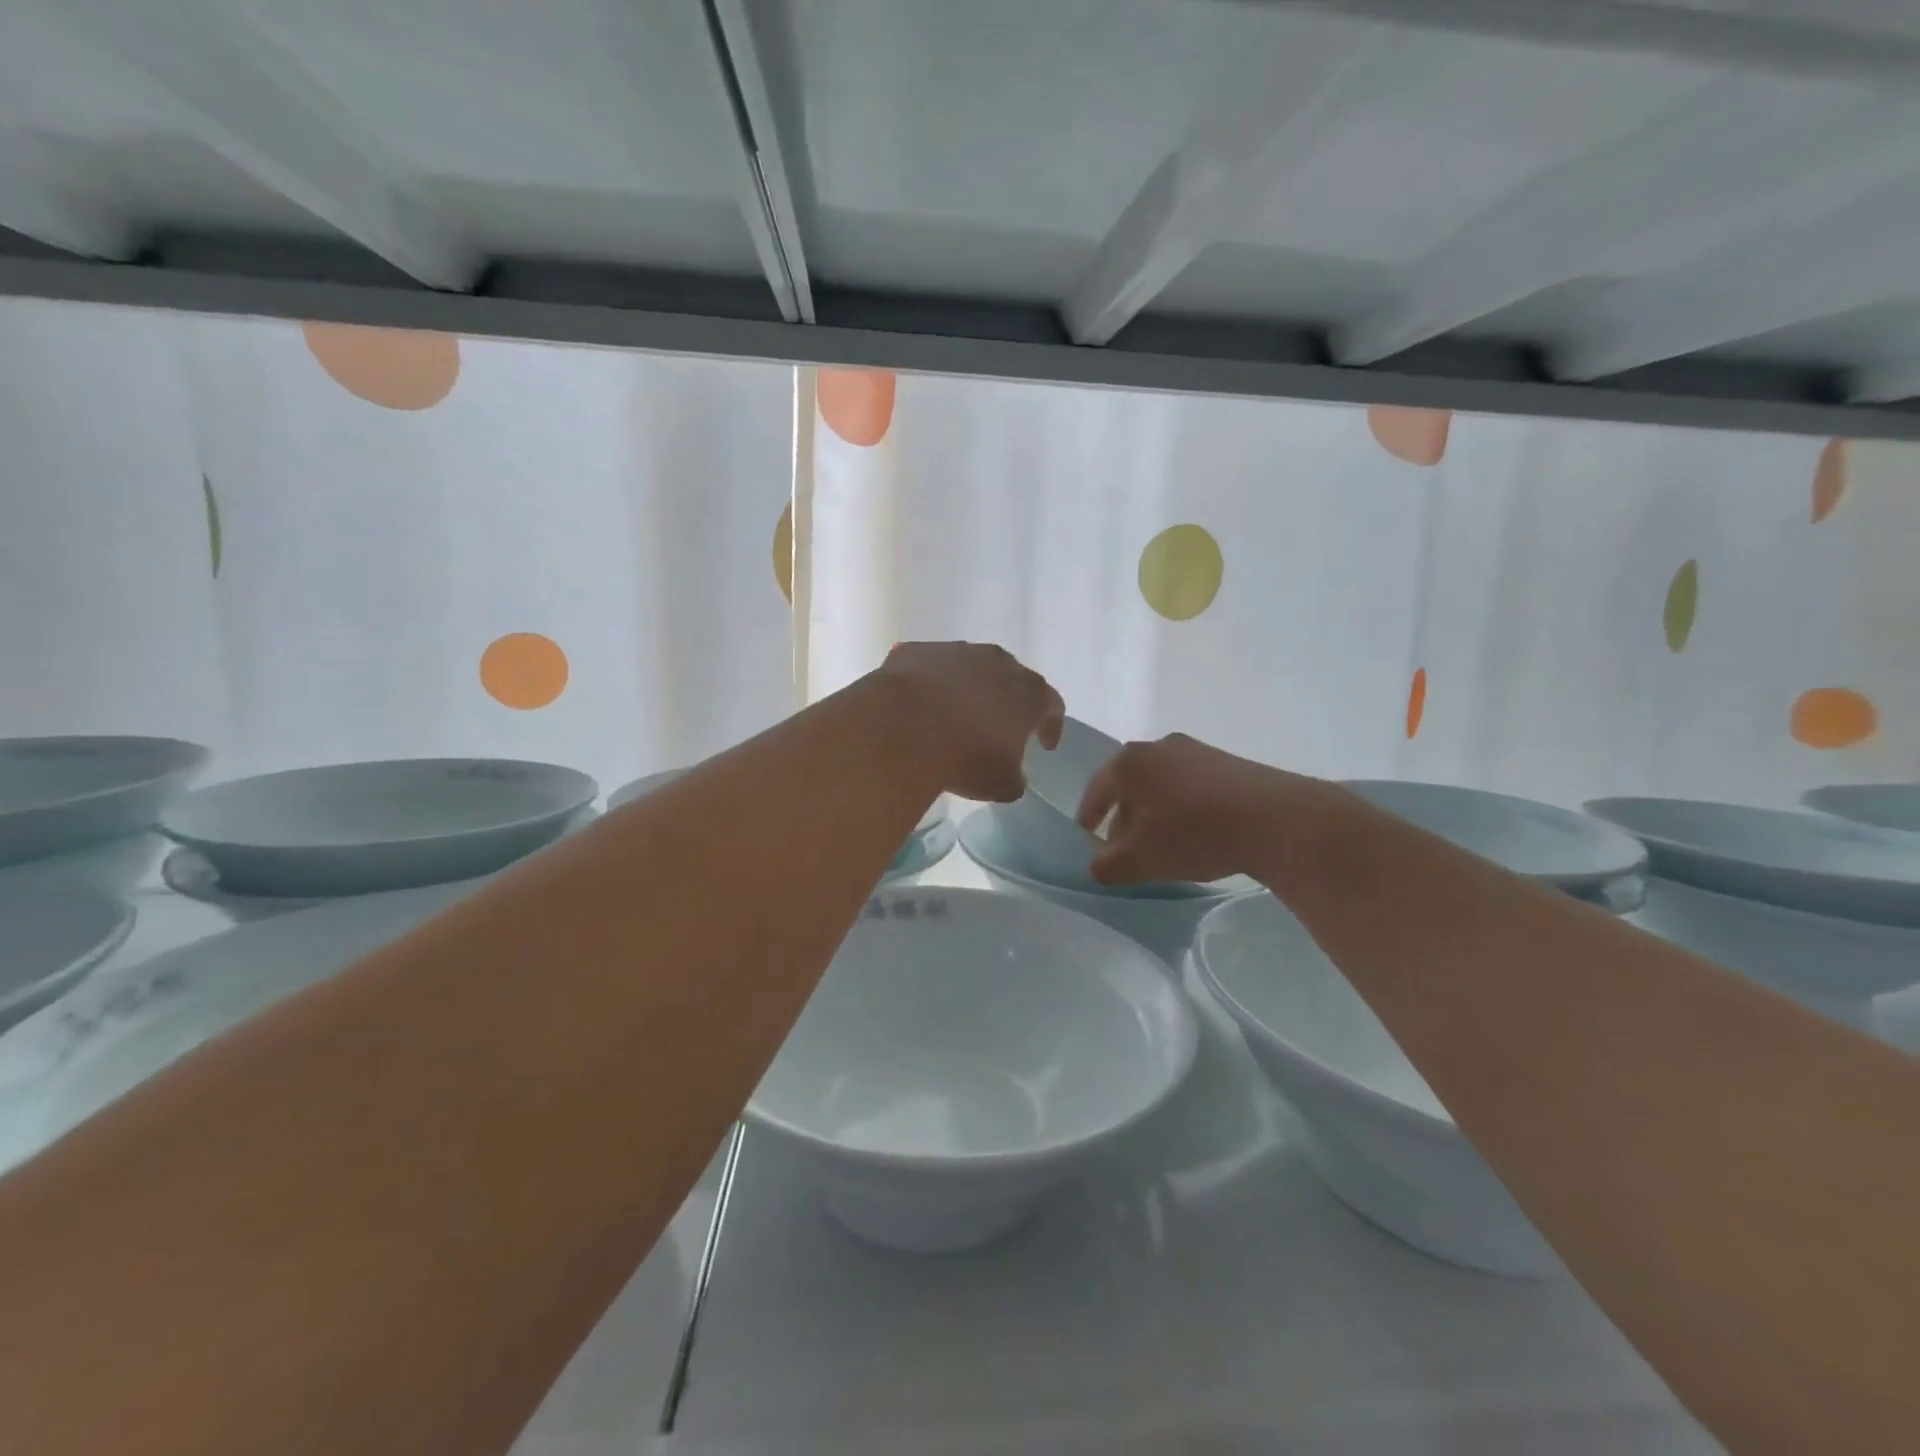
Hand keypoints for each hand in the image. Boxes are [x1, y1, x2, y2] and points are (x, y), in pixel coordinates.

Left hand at [875, 642, 1064, 802]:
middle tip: (1000, 727)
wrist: (902, 728)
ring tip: (956, 715)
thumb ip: (1015, 778)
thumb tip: (1012, 776)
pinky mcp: (918, 651)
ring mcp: (956, 651)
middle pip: (1012, 679)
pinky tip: (920, 705)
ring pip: (971, 668)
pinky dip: (931, 683)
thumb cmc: (965, 757)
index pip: (1052, 705)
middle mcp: (998, 663)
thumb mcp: (1001, 784)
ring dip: (969, 689)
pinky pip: (931, 667)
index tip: (1044, 745)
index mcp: (1029, 693)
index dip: (1051, 726)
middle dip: (1009, 702)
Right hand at [1076, 733, 1330, 885]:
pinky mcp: (1228, 762)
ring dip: (1155, 814)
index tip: (1087, 838)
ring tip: (1163, 847)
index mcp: (1128, 763)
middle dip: (1123, 819)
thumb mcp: (1139, 860)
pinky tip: (1196, 834)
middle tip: (1125, 850)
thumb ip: (1107, 865)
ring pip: (1161, 786)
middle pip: (1129, 787)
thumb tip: (1098, 865)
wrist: (1274, 819)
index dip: (1088, 818)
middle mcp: (1158, 747)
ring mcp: (1195, 751)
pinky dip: (1183, 809)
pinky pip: (1191, 787)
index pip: (1095, 792)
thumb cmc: (1191, 833)